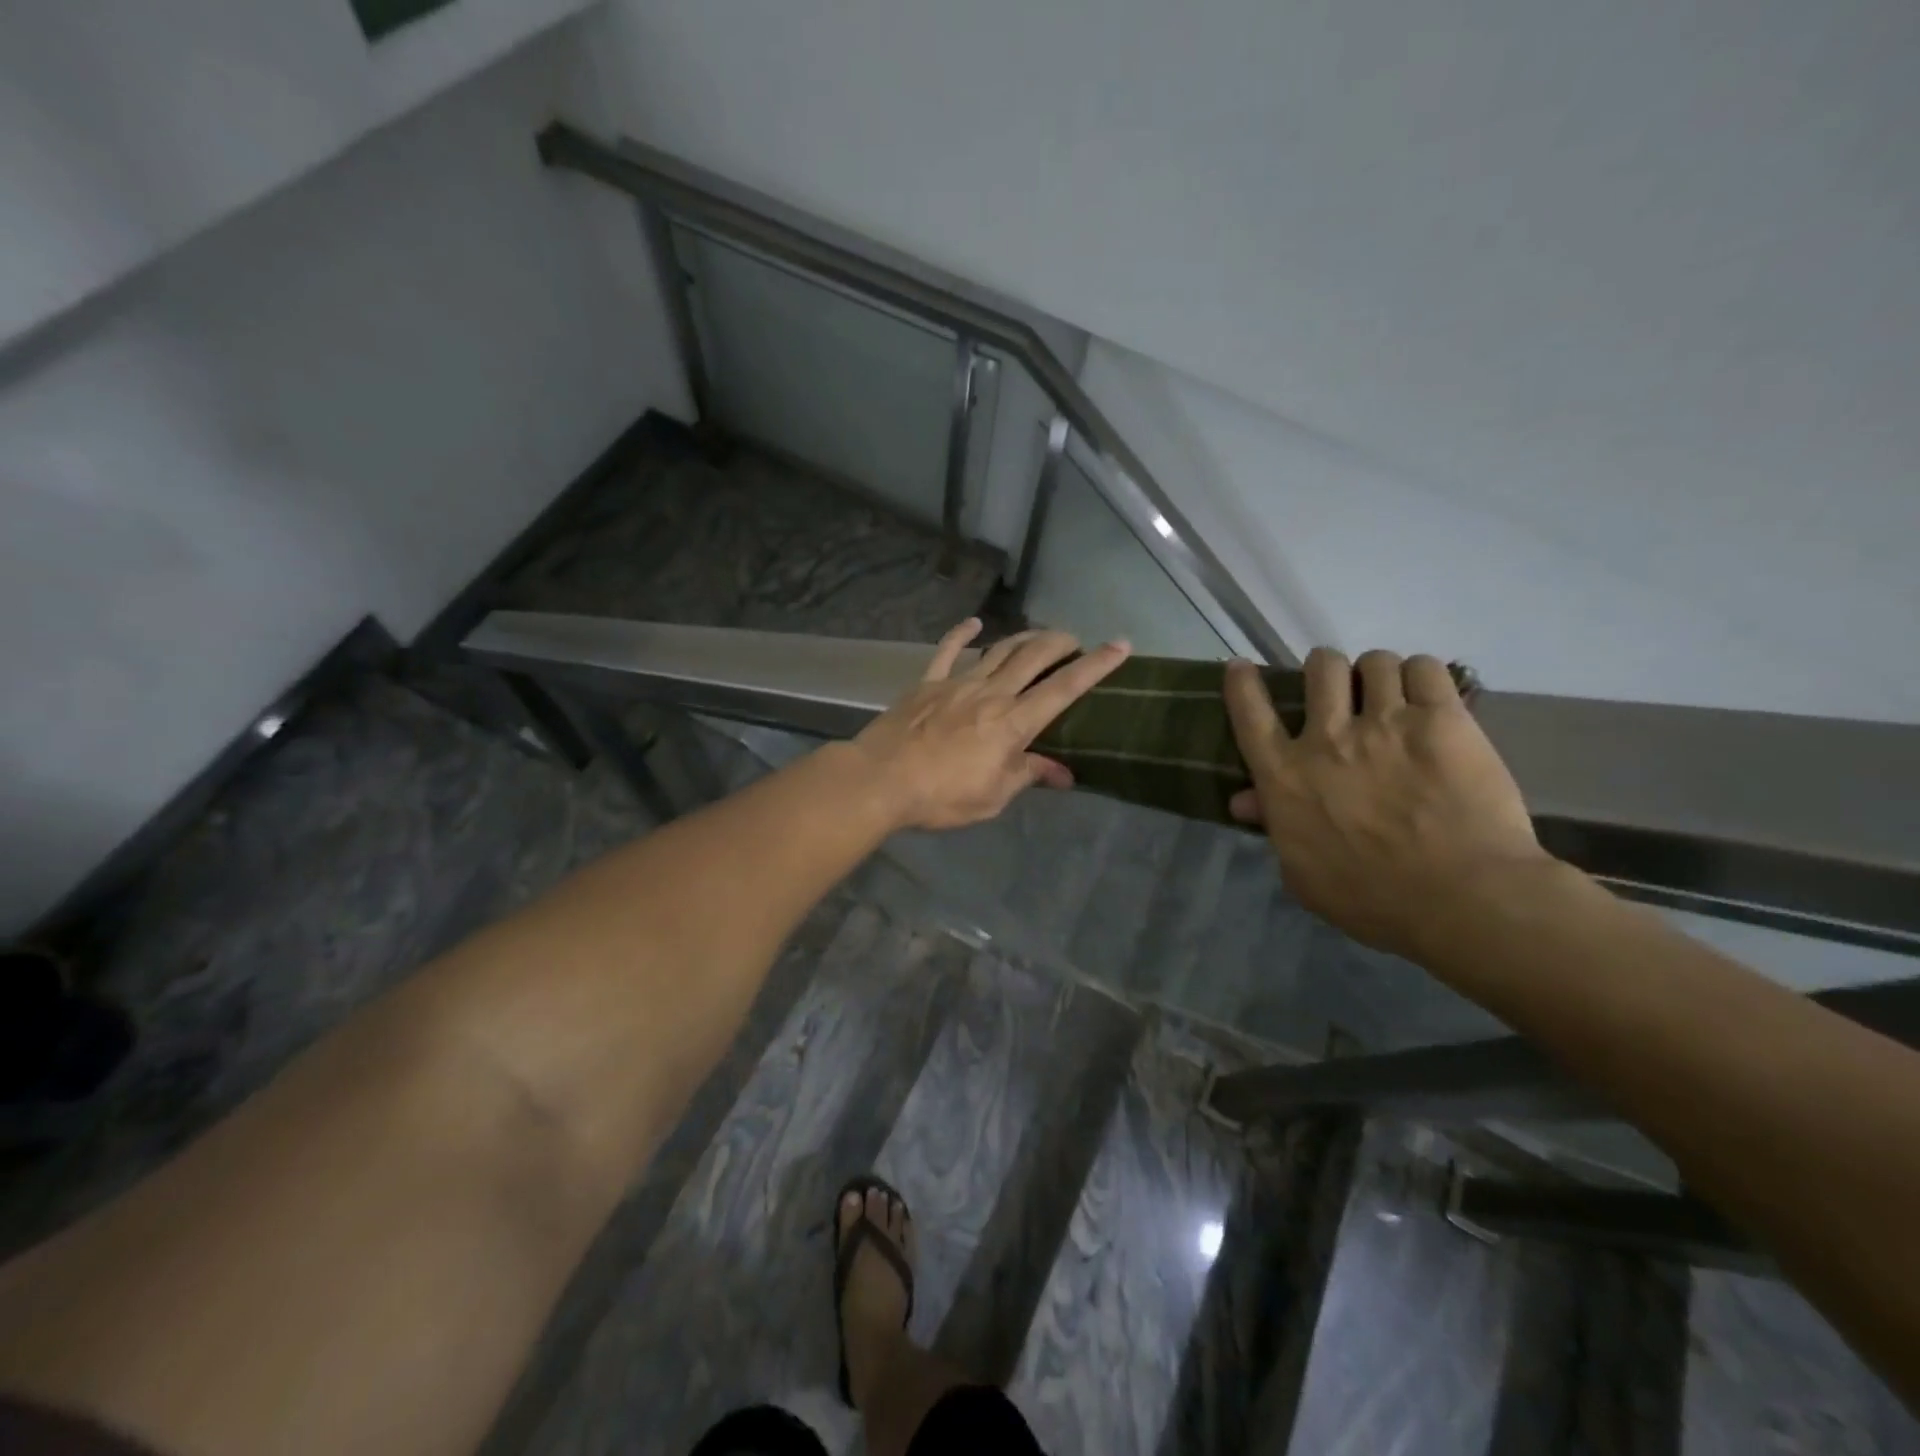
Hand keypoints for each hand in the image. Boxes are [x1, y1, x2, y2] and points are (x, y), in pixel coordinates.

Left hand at [851, 619, 1129, 831]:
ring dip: (1023, 638)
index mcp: (1013, 723)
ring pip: (999, 650)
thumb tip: (1063, 774)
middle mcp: (991, 693)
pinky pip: (947, 651)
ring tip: (1039, 635)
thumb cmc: (941, 796)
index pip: (1064, 689)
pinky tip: (973, 624)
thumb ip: (1027, 776)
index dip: (1096, 666)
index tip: (1120, 645)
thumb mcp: (993, 797)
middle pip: (1033, 656)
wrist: (881, 780)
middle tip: (1074, 639)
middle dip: (1060, 642)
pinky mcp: (927, 683)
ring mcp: (957, 683)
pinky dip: (962, 635)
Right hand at [1224, 648, 1549, 959]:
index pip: (1250, 713)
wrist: (1461, 898)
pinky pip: (1425, 668)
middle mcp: (1328, 737)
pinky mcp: (1443, 719)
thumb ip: (1274, 828)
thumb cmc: (1372, 900)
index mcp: (1285, 775)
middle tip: (1341, 688)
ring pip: (1375, 661)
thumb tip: (1245, 800)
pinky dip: (1421, 675)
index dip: (1242, 683)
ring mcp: (1386, 723)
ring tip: (1391, 693)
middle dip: (1326, 670)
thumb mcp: (1302, 874)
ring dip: (1377, 674)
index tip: (1241, 668)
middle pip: (1320, 668)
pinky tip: (1428, 696)